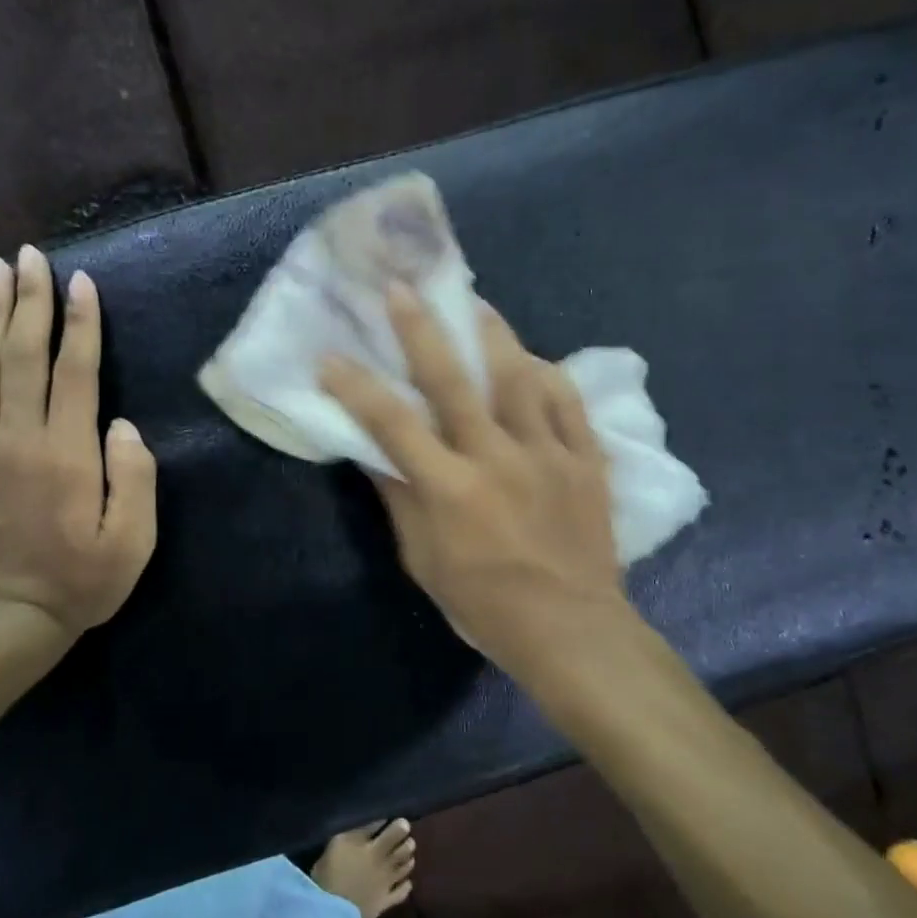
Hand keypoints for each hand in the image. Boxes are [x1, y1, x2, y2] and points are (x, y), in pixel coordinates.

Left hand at [0, 247, 157, 649]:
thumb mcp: (133, 541)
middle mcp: (17, 439)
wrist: (2, 623)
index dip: (81, 323)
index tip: (82, 282)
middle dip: (30, 301)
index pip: (76, 371)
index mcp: (68, 453)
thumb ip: (135, 477)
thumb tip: (122, 426)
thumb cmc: (78, 584)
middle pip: (22, 355)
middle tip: (31, 256)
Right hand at [319, 285, 628, 681]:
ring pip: (519, 376)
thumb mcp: (424, 561)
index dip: (356, 386)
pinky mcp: (586, 459)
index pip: (391, 423)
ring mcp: (548, 453)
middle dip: (421, 329)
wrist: (570, 629)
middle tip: (401, 288)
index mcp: (450, 488)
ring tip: (474, 303)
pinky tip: (534, 361)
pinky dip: (550, 376)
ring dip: (492, 334)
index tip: (330, 356)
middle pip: (454, 381)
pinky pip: (570, 403)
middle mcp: (496, 457)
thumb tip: (373, 453)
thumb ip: (400, 501)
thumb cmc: (485, 604)